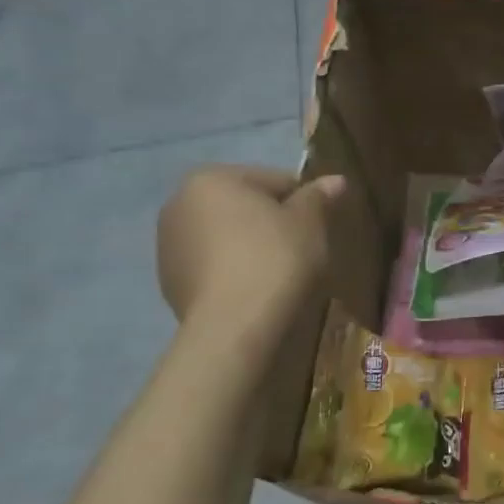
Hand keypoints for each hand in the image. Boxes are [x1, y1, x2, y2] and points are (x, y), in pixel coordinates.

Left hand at [156, 165, 344, 330]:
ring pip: (225, 236)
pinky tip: (254, 290)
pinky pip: (212, 265)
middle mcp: (179, 203)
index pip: (274, 180)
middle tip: (301, 249)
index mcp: (211, 179)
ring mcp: (167, 245)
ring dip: (250, 246)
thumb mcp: (309, 223)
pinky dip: (233, 271)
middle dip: (271, 222)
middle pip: (244, 206)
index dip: (303, 202)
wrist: (235, 324)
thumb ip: (318, 196)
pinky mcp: (168, 281)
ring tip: (278, 274)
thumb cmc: (276, 258)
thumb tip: (336, 180)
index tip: (318, 227)